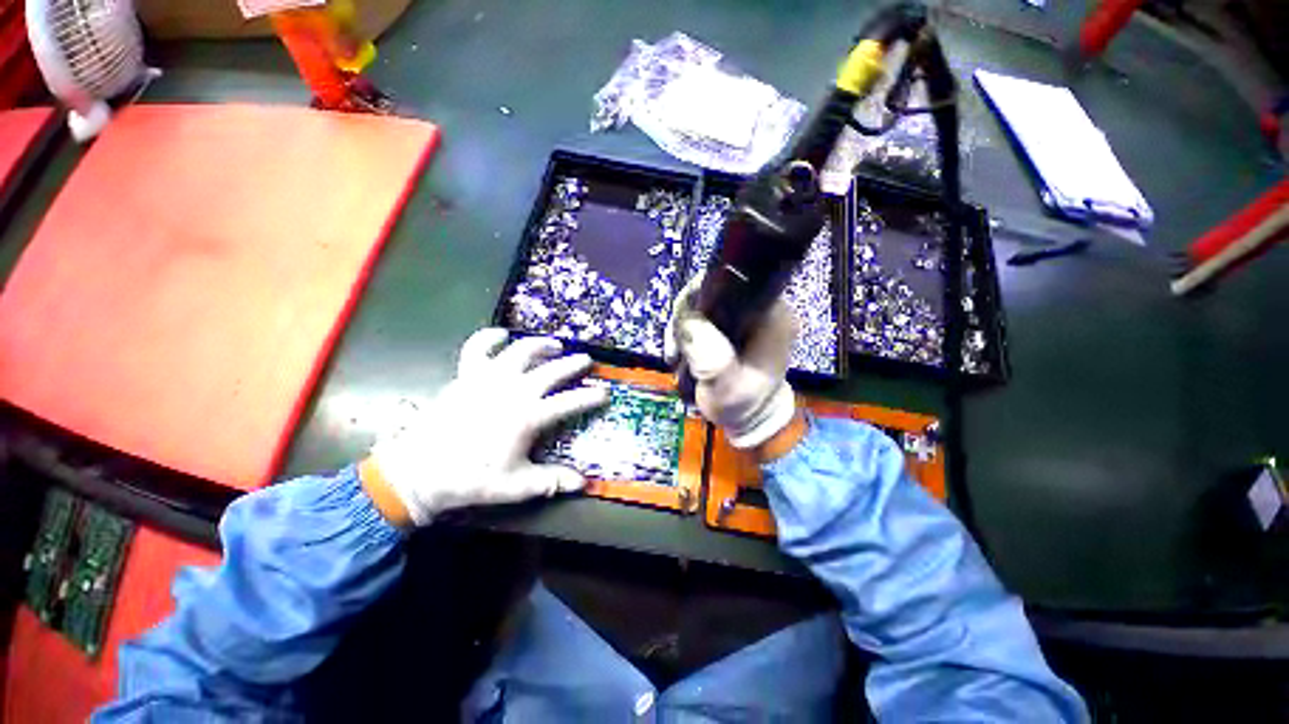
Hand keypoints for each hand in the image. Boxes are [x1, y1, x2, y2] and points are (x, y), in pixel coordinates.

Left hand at [363, 328, 609, 525]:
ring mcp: (488, 379)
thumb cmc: (471, 479)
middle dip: (573, 364)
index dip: (591, 396)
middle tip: (585, 360)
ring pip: (521, 351)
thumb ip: (551, 481)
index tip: (605, 392)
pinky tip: (501, 334)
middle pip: (551, 370)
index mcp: (528, 416)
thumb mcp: (516, 486)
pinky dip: (489, 337)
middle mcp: (513, 391)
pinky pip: (477, 348)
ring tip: (554, 344)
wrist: (418, 471)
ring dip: (540, 345)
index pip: (570, 402)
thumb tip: (583, 483)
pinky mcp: (466, 375)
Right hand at [665, 278, 800, 450]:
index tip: (680, 327)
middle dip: (686, 319)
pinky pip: (704, 318)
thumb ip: (709, 354)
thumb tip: (688, 320)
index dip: (698, 297)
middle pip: (712, 292)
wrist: (751, 422)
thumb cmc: (743, 406)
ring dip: (683, 330)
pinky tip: (681, 354)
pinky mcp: (735, 327)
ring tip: (676, 357)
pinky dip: (688, 334)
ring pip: (703, 305)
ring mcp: (747, 317)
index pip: (730, 283)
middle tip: (675, 351)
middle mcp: (762, 308)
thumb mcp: (726, 386)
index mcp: (771, 315)